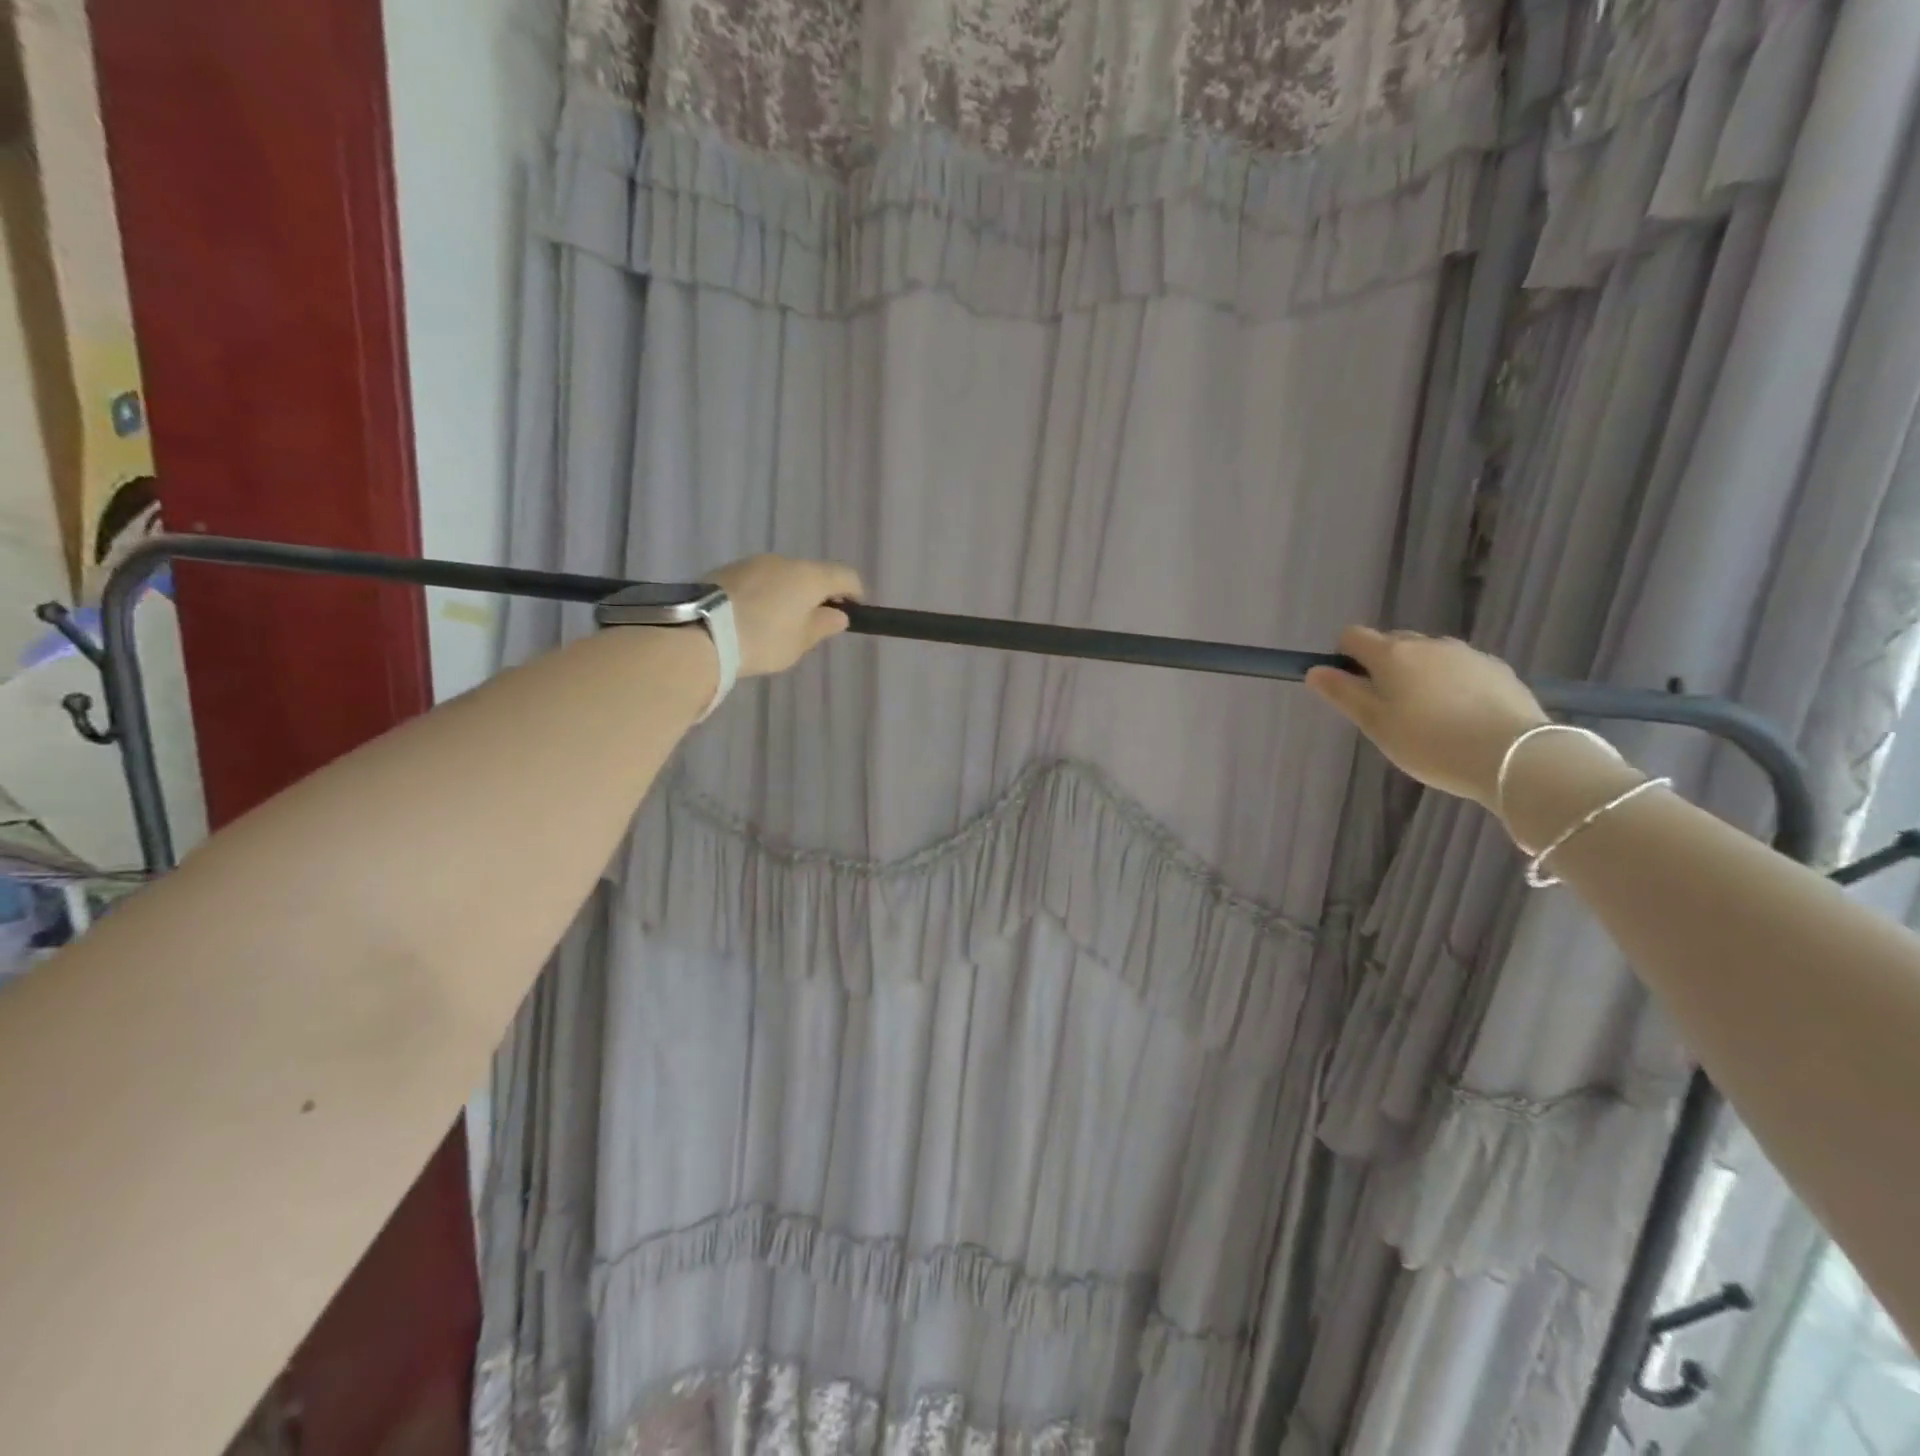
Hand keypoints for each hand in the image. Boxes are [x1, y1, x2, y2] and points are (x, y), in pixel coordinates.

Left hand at [710, 555, 864, 676]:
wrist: (701, 632)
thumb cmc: (763, 639)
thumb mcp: (800, 641)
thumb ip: (823, 625)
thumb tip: (838, 614)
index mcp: (809, 576)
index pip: (845, 575)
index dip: (855, 592)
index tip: (854, 610)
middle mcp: (783, 561)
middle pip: (811, 573)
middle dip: (818, 594)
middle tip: (815, 621)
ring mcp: (752, 562)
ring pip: (782, 575)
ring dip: (788, 593)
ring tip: (780, 622)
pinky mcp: (726, 571)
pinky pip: (758, 580)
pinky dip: (764, 594)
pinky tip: (755, 617)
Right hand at [1306, 627, 1548, 808]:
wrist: (1514, 756)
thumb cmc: (1430, 742)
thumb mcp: (1375, 724)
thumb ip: (1343, 694)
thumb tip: (1315, 670)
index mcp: (1392, 654)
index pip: (1353, 636)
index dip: (1343, 656)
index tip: (1350, 687)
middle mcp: (1429, 644)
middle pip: (1392, 643)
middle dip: (1382, 666)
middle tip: (1387, 709)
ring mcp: (1467, 654)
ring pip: (1429, 656)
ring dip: (1419, 675)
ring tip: (1427, 716)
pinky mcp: (1498, 670)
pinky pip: (1460, 669)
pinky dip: (1451, 684)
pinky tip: (1460, 717)